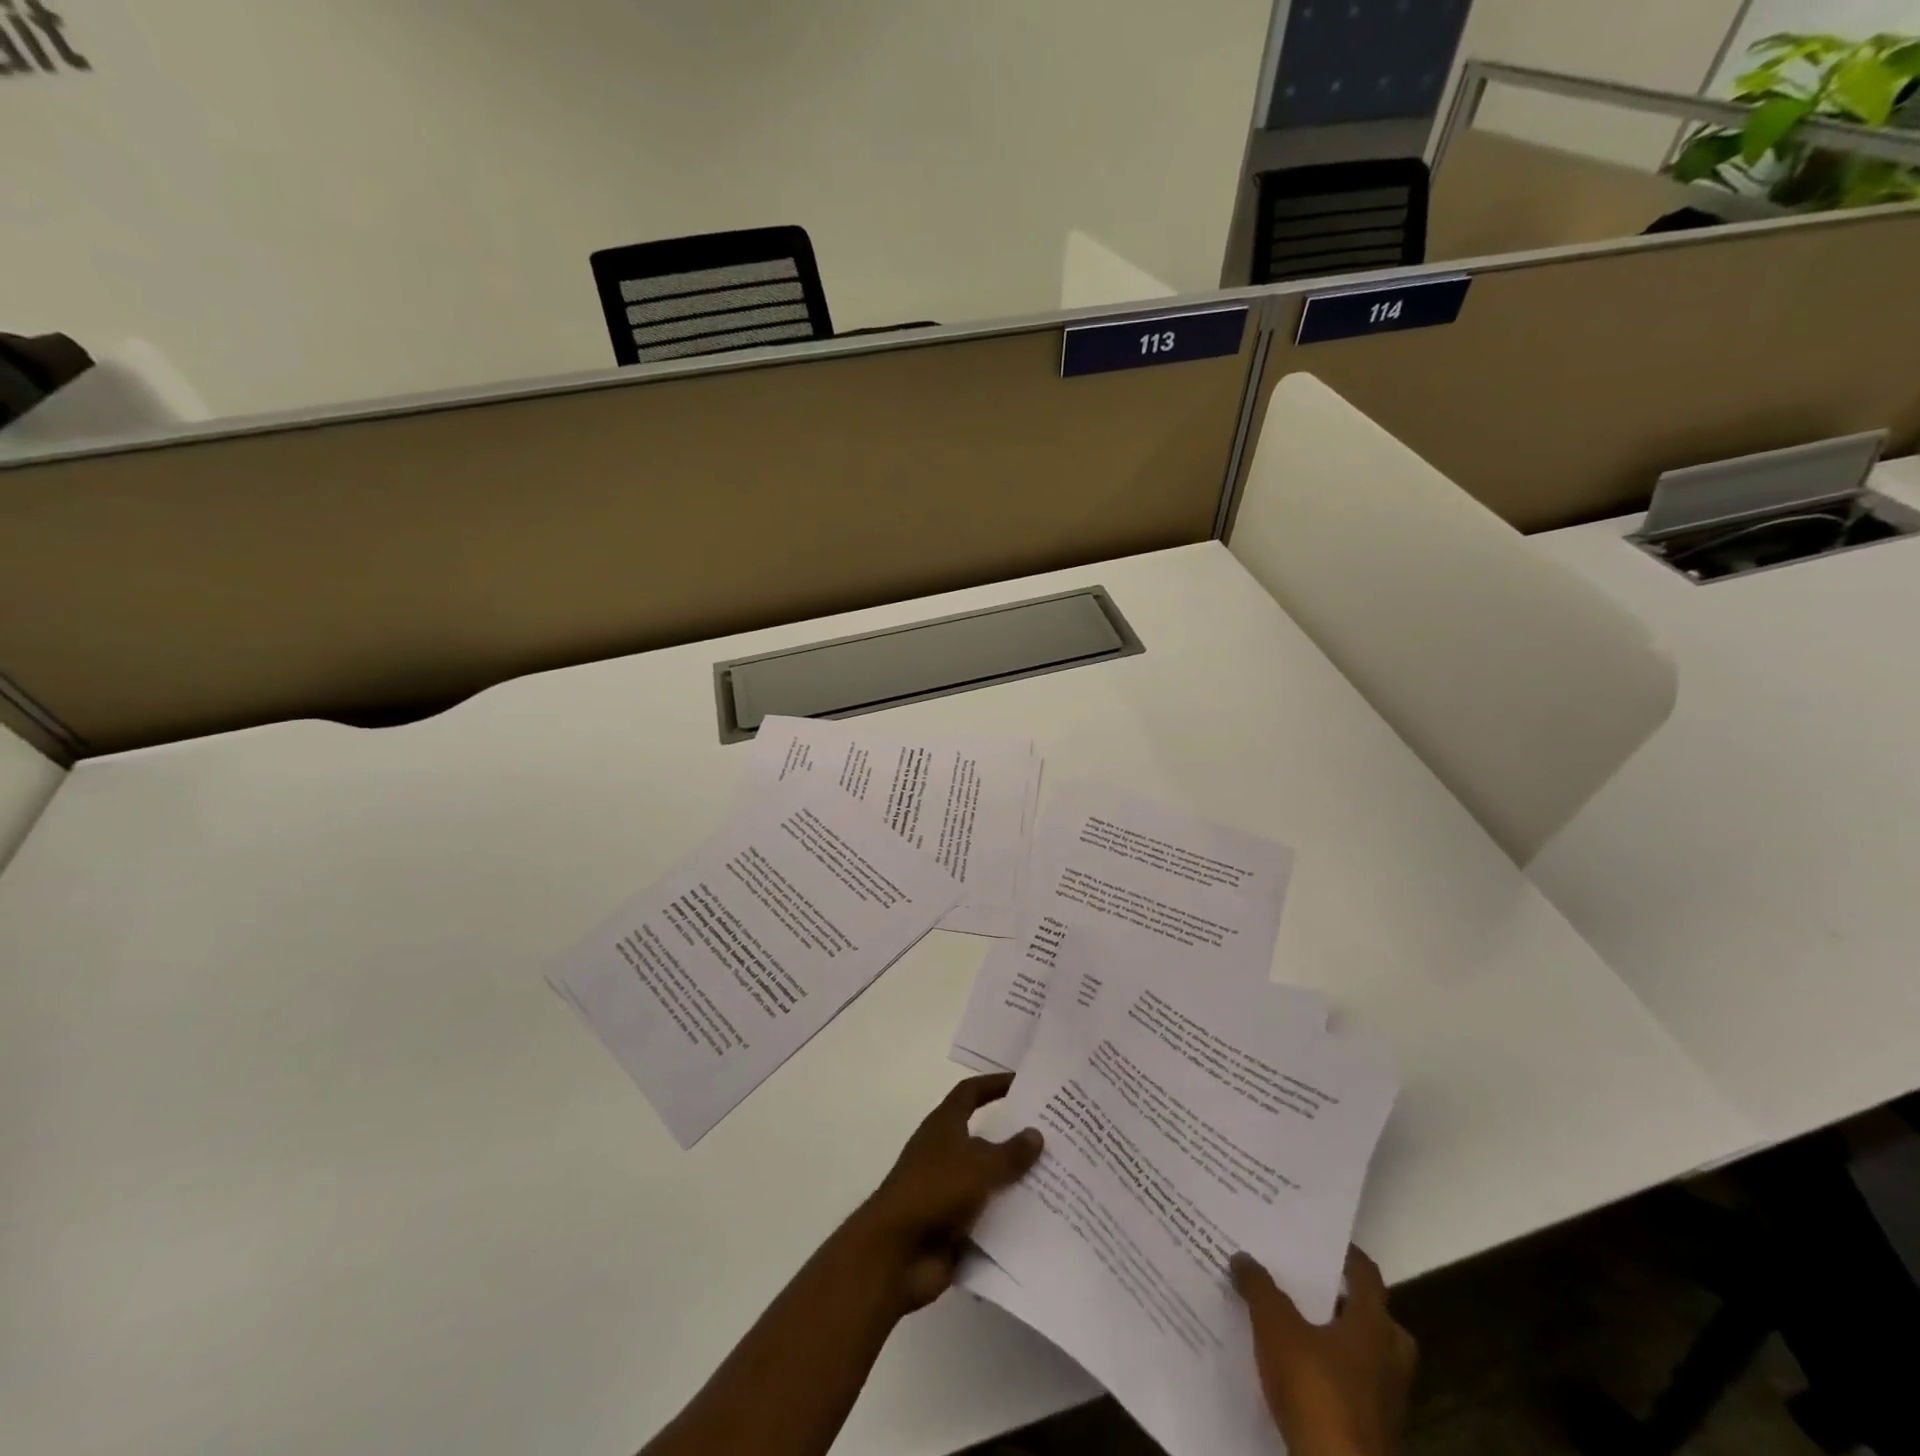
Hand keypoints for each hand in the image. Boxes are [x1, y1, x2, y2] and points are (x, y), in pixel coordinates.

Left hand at [847, 1073, 1042, 1312]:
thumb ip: (1010, 1152)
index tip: (1024, 1082)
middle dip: (1015, 1138)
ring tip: (1060, 1181)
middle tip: (1055, 1137)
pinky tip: (1044, 1223)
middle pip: (985, 1137)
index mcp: (944, 1126)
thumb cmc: (934, 1191)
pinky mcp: (954, 1228)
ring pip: (990, 1181)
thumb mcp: (978, 1166)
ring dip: (1017, 1182)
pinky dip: (1010, 1220)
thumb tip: (1036, 1133)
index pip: (970, 1093)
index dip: (994, 1083)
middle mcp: (945, 1153)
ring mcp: (949, 1192)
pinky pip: (989, 1218)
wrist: (895, 1254)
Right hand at [1230, 1245, 1415, 1455]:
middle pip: (1378, 1319)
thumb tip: (1242, 1256)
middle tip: (1315, 1287)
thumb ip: (1259, 1288)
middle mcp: (1389, 1359)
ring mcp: (1386, 1401)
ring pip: (1370, 1358)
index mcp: (1373, 1326)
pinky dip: (1335, 1375)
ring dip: (1342, 1342)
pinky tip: (1303, 1372)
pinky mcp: (1373, 1432)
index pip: (1367, 1276)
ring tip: (1302, 1327)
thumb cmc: (1316, 1390)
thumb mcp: (1276, 1327)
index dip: (1346, 1254)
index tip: (1320, 1238)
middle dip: (1349, 1303)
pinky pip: (1357, 1389)